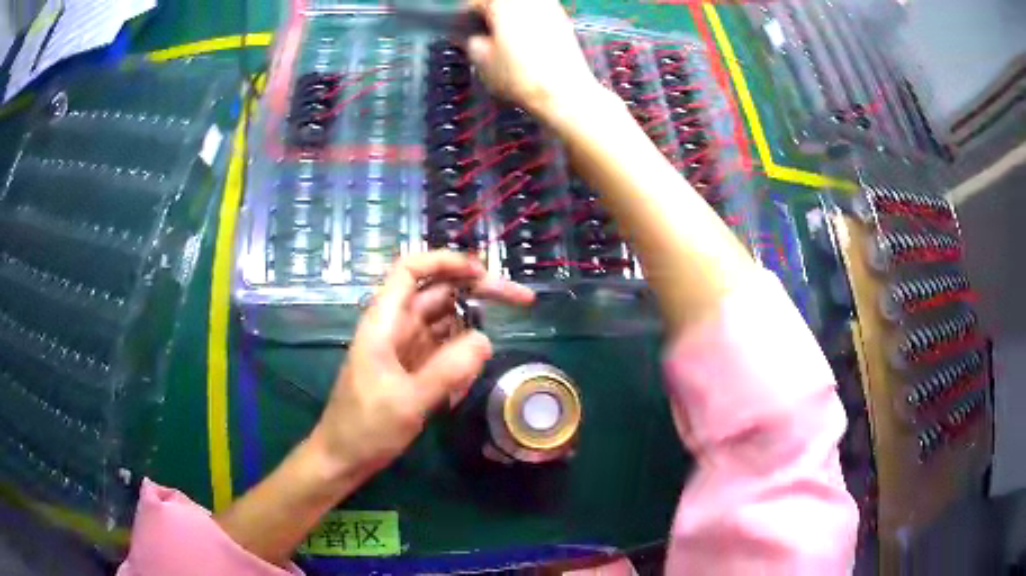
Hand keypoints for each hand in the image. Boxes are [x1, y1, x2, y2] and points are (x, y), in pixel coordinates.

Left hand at [308, 251, 533, 483]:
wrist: (344, 458)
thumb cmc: (366, 428)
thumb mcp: (408, 402)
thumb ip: (449, 370)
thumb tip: (486, 340)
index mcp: (384, 321)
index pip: (412, 270)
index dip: (447, 261)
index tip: (484, 272)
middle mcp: (396, 326)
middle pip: (440, 292)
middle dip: (479, 292)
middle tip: (522, 301)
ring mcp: (406, 346)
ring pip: (447, 322)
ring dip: (470, 338)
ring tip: (474, 373)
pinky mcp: (414, 366)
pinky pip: (445, 350)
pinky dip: (461, 361)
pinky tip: (461, 389)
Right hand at [466, 0, 601, 121]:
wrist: (564, 93)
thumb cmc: (523, 77)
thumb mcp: (482, 62)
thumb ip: (471, 43)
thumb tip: (474, 40)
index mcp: (502, 2)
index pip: (475, 3)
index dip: (467, 19)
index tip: (464, 32)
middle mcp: (528, 0)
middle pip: (501, 3)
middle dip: (491, 16)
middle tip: (485, 36)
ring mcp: (550, 7)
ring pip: (521, 8)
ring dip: (511, 19)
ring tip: (506, 41)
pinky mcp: (564, 21)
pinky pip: (539, 16)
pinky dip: (530, 26)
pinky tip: (527, 46)